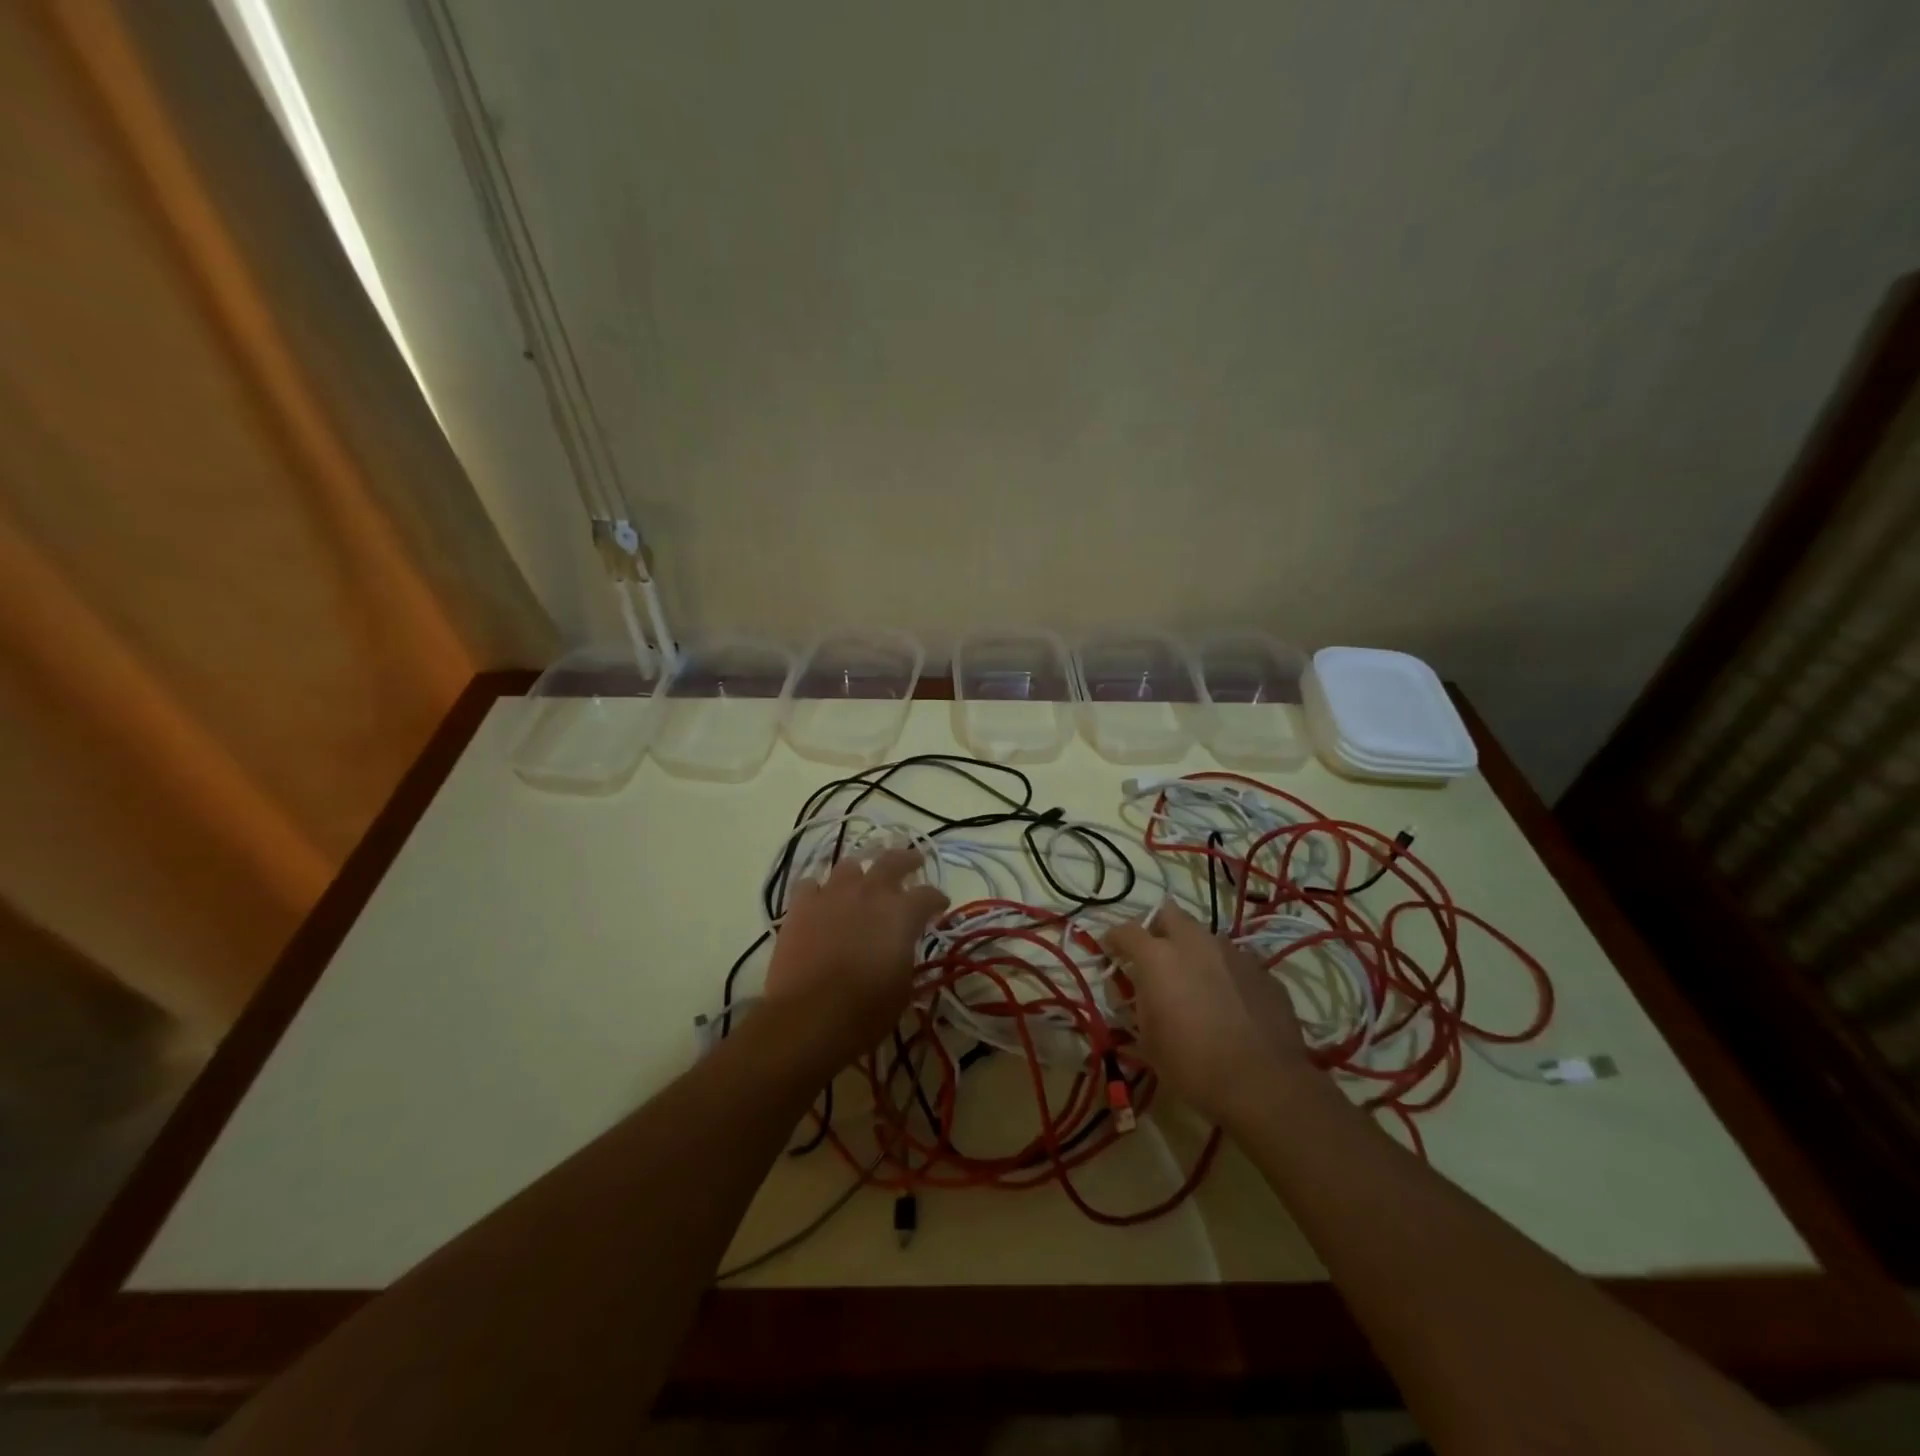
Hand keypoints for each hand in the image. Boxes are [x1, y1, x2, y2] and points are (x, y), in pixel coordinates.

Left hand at [763, 847, 949, 1073]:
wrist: (811, 1015)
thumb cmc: (867, 1009)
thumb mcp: (903, 987)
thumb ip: (905, 957)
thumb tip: (901, 950)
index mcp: (902, 912)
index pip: (929, 895)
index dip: (937, 900)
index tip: (940, 906)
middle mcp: (870, 892)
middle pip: (893, 861)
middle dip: (906, 860)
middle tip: (912, 862)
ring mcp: (833, 894)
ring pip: (849, 866)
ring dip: (859, 874)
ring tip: (861, 882)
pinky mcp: (801, 905)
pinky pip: (810, 885)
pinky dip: (818, 891)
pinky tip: (819, 901)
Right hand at [1106, 902, 1309, 1125]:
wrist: (1264, 1084)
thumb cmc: (1193, 1065)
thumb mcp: (1148, 1041)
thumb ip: (1138, 1005)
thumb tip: (1137, 993)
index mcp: (1158, 957)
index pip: (1126, 930)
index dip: (1114, 939)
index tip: (1111, 953)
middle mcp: (1195, 943)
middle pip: (1170, 914)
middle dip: (1158, 929)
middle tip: (1155, 958)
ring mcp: (1233, 953)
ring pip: (1205, 937)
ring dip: (1194, 952)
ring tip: (1195, 983)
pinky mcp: (1263, 971)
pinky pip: (1235, 962)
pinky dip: (1224, 974)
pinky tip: (1228, 1003)